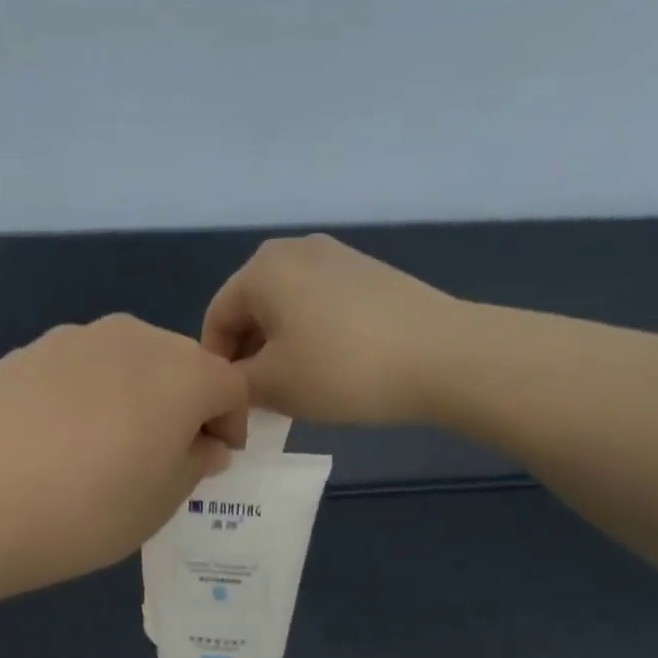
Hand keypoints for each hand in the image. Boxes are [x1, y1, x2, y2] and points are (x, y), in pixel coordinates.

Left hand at [0, 315, 248, 598]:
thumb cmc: (84, 512)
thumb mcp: (159, 503)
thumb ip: (194, 463)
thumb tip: (203, 443)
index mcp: (182, 373)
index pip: (231, 386)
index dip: (232, 424)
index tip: (215, 461)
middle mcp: (134, 338)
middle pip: (180, 364)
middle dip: (186, 405)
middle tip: (164, 456)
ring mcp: (75, 338)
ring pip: (128, 362)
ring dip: (136, 396)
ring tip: (107, 448)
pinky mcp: (27, 350)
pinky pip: (80, 368)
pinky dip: (88, 394)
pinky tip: (59, 439)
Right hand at [203, 234, 456, 425]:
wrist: (441, 356)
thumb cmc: (340, 369)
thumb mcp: (271, 386)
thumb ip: (234, 385)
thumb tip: (231, 387)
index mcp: (260, 269)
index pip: (216, 321)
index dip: (217, 369)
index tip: (230, 407)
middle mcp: (294, 249)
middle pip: (251, 311)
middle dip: (249, 358)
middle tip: (260, 403)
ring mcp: (337, 257)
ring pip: (287, 310)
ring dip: (280, 350)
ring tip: (297, 390)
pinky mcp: (369, 273)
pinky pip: (321, 307)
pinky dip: (312, 337)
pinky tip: (331, 370)